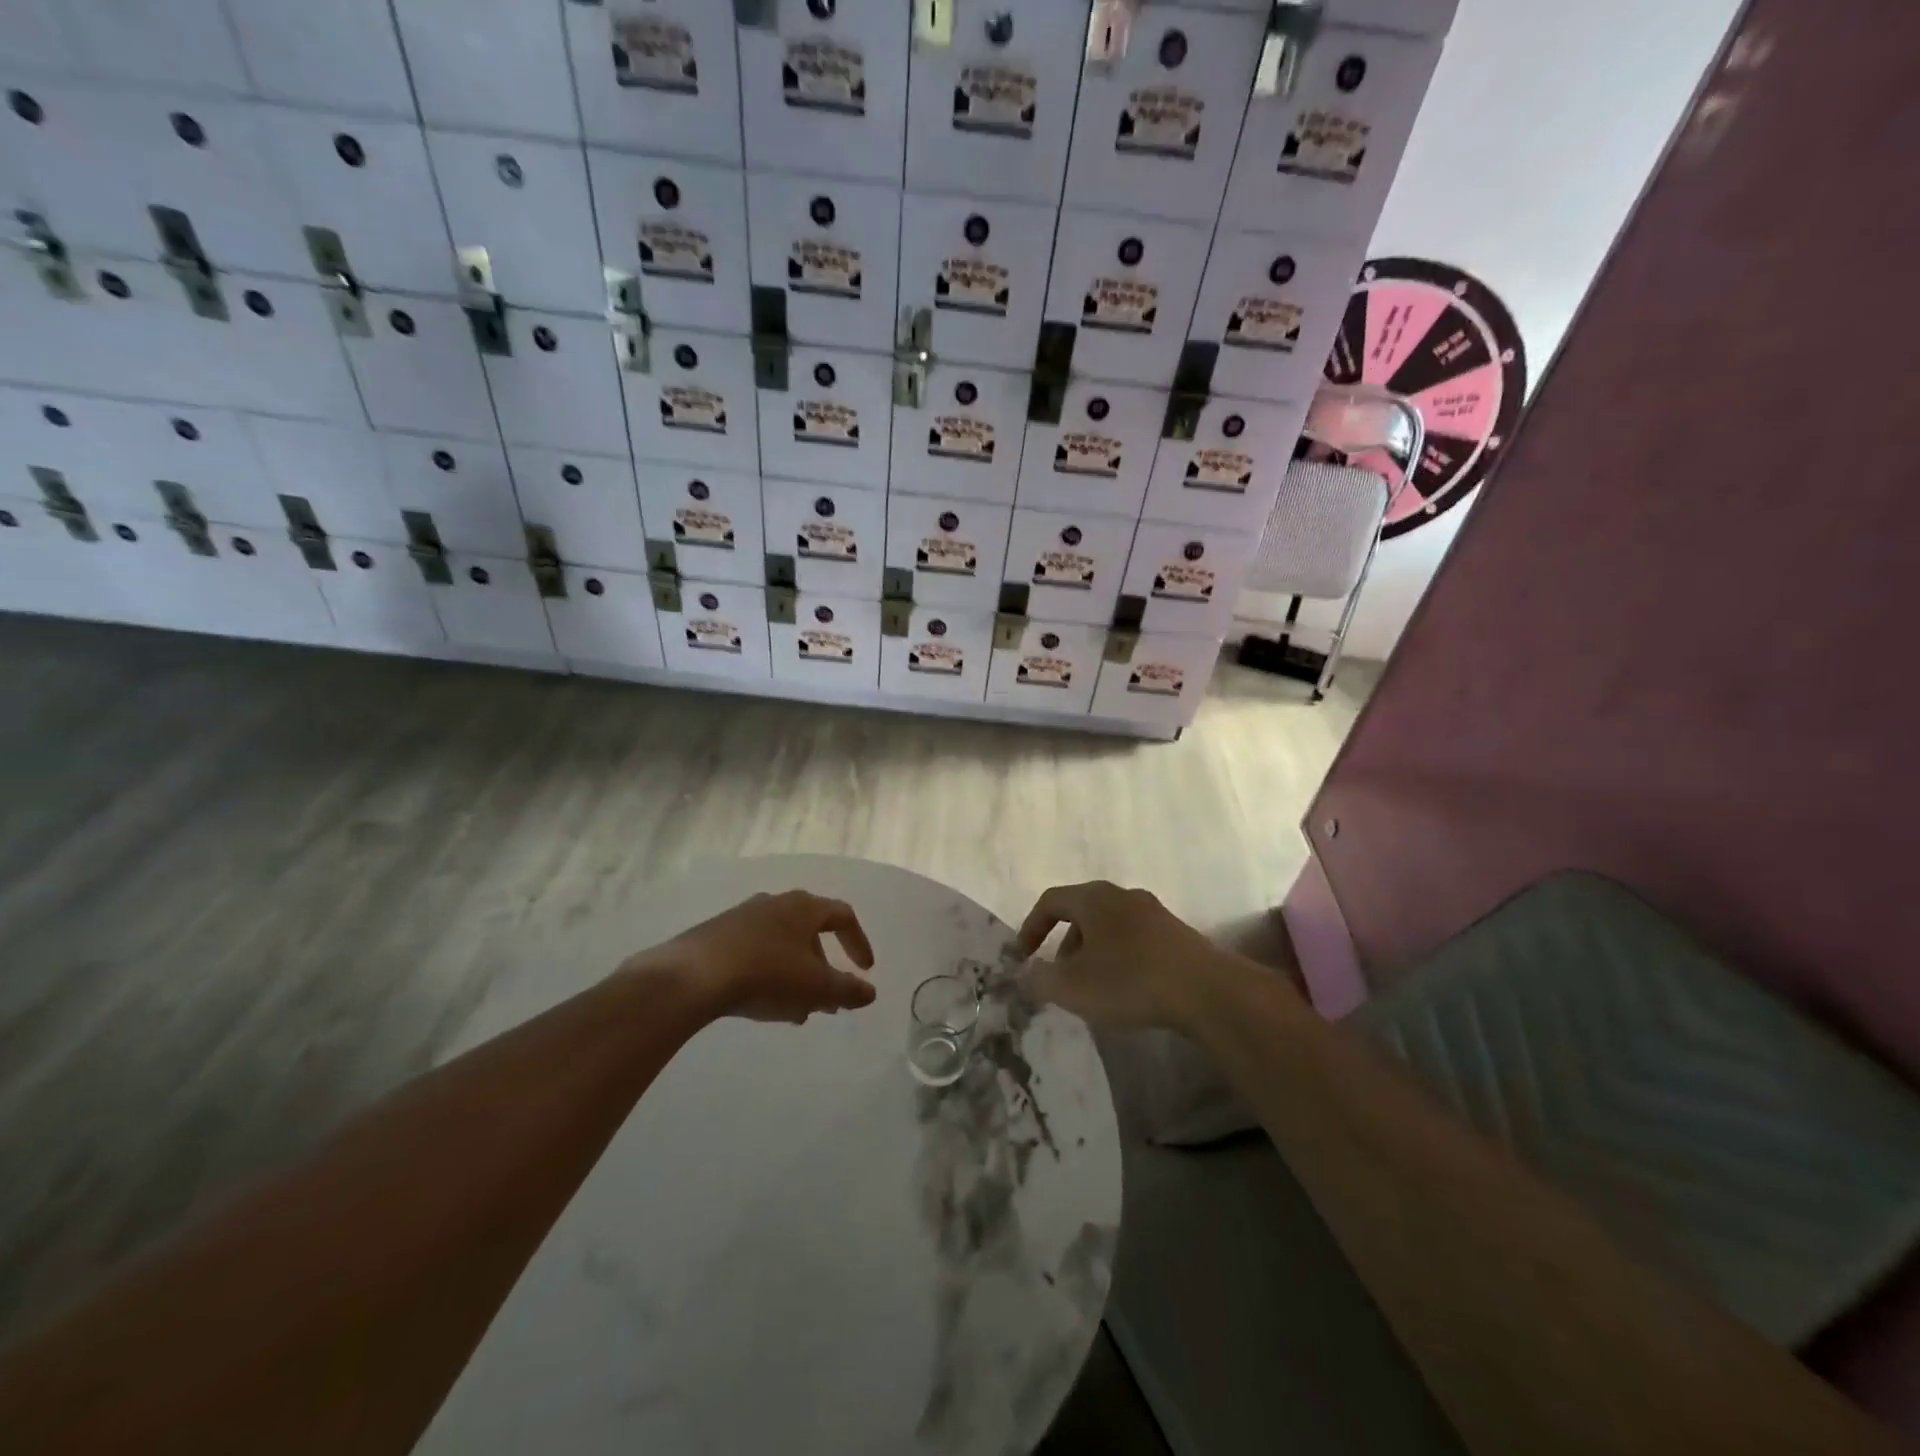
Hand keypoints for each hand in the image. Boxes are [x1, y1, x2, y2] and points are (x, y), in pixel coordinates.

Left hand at [636, 890, 876, 1023]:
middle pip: (810, 932)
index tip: (865, 971)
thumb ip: (847, 990)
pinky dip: (769, 974)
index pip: (843, 916)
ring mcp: (742, 917)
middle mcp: (775, 903)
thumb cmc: (767, 974)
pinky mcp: (716, 935)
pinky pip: (755, 952)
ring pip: (782, 945)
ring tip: (795, 1011)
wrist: (693, 975)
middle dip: (823, 968)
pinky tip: (762, 1003)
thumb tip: (870, 993)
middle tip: (827, 1000)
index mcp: (804, 907)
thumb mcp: (816, 988)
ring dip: (796, 975)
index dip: (858, 942)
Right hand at [1016, 881, 1267, 1031]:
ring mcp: (1153, 912)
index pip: (1050, 901)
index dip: (1031, 927)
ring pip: (1109, 927)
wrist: (1206, 990)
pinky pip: (1134, 940)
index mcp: (1093, 898)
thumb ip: (1039, 979)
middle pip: (1081, 912)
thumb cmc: (1129, 980)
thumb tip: (1025, 974)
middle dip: (1064, 944)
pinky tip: (1127, 990)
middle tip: (1060, 977)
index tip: (1022, 957)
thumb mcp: (1072, 987)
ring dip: (1092, 953)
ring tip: (1093, 989)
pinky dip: (1120, 958)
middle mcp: (1122, 895)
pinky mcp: (1176, 934)